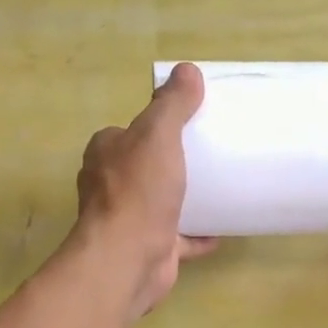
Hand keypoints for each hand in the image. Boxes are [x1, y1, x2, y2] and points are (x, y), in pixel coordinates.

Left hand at [70, 62, 216, 318]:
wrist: (128, 258)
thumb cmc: (139, 191)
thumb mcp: (158, 135)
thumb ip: (172, 104)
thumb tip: (187, 69)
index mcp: (106, 153)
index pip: (129, 131)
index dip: (154, 125)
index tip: (188, 123)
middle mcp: (110, 185)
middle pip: (145, 166)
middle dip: (171, 162)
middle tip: (209, 154)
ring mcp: (128, 220)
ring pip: (160, 202)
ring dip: (184, 198)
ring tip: (218, 188)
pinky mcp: (148, 247)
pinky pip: (178, 237)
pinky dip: (197, 234)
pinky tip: (221, 230)